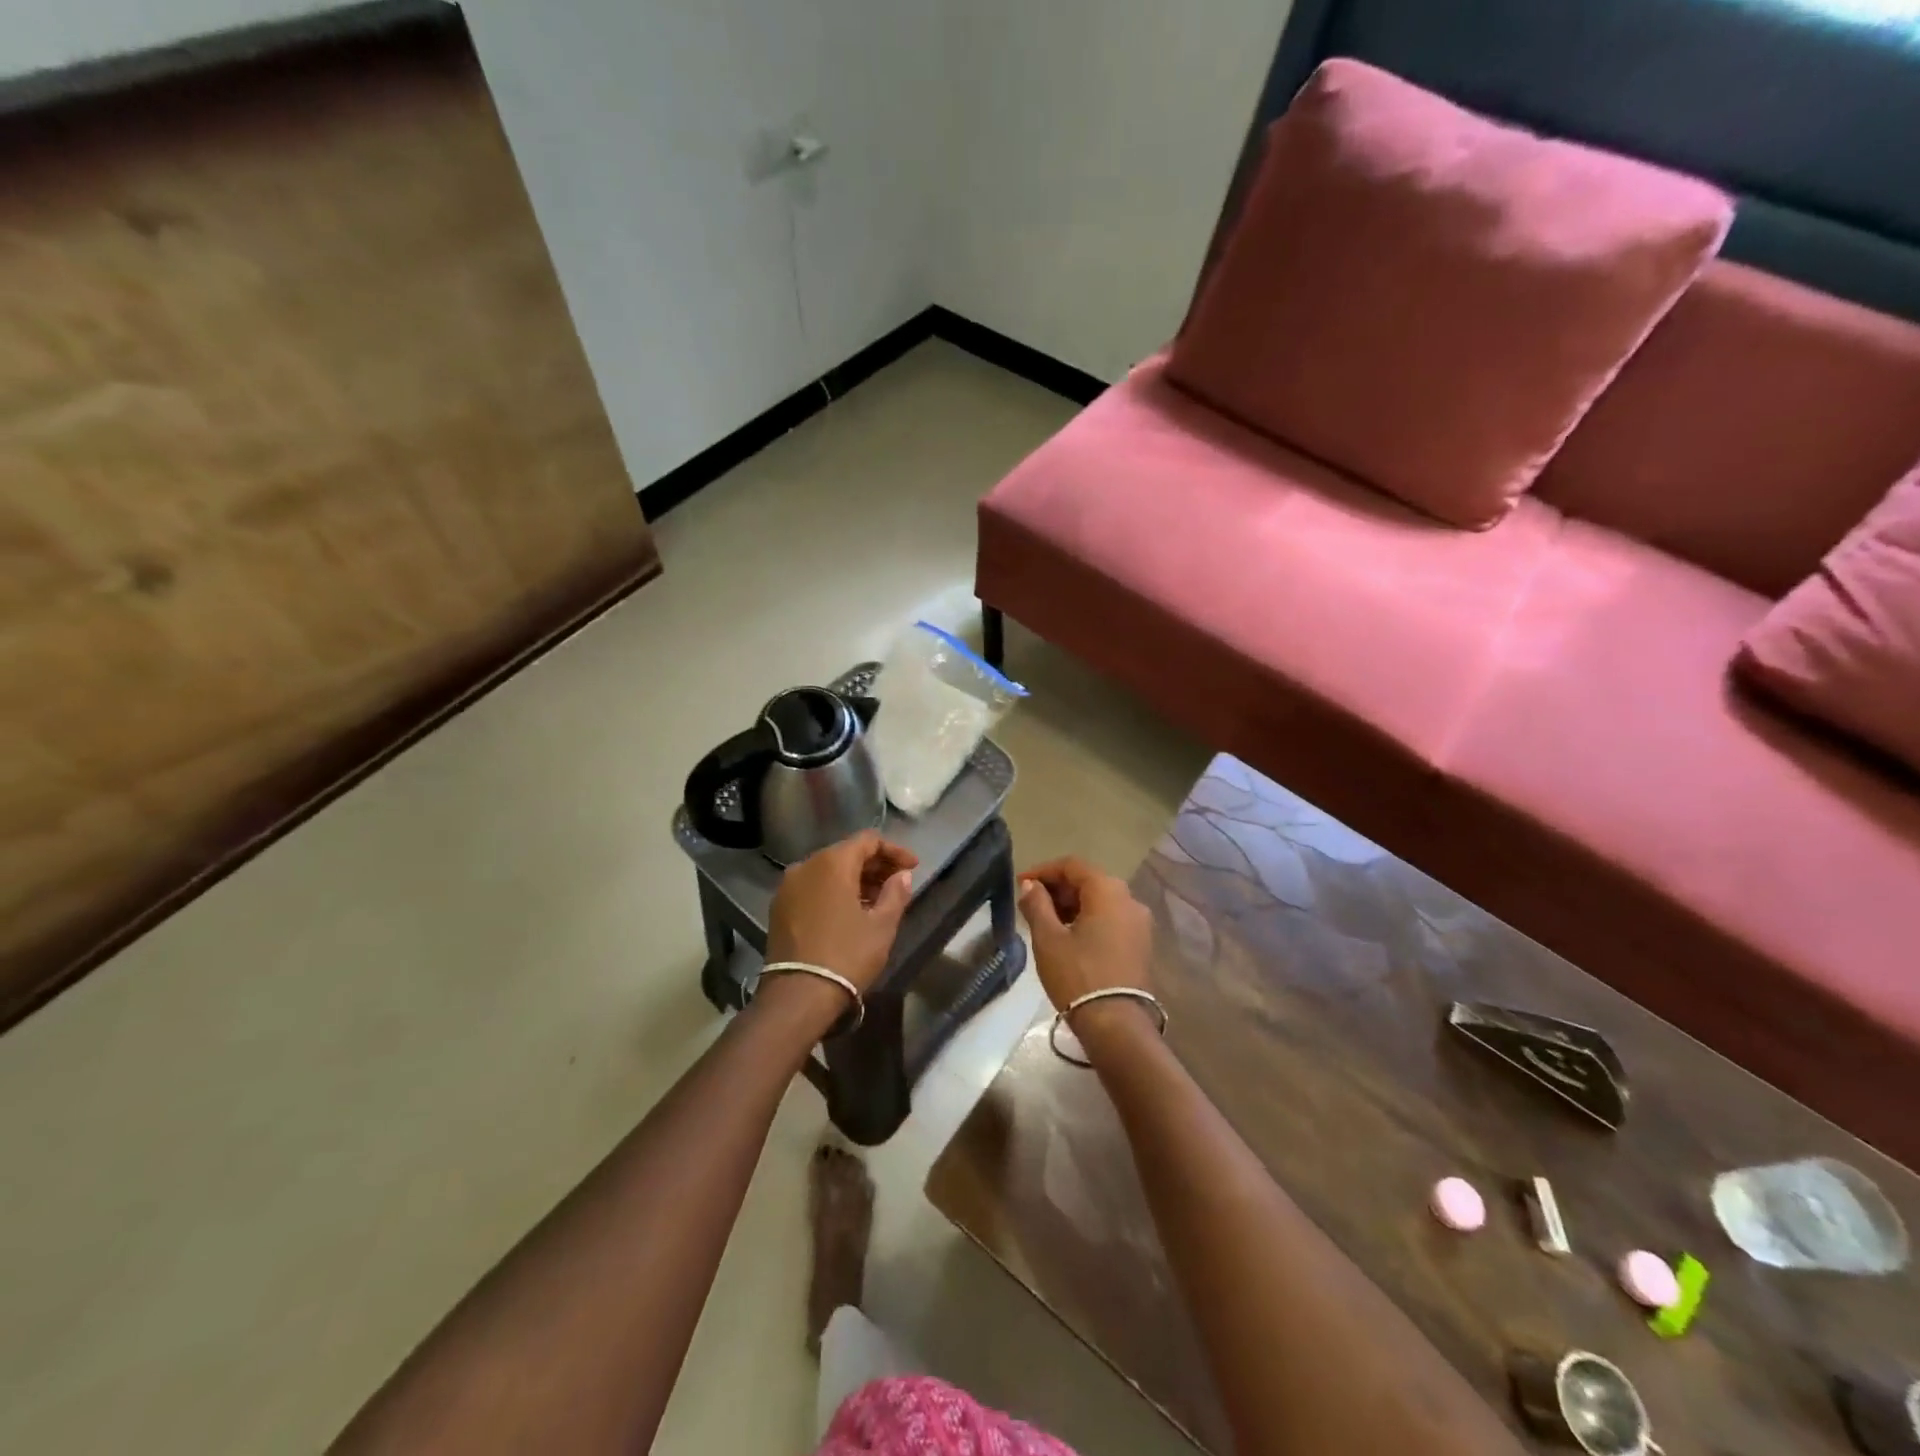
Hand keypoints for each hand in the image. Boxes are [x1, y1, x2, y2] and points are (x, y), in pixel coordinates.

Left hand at [764, 832, 918, 994]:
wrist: (798, 995)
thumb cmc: (847, 955)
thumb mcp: (882, 925)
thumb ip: (896, 893)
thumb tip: (902, 875)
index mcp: (832, 863)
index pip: (868, 840)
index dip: (894, 850)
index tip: (913, 867)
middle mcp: (806, 866)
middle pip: (846, 853)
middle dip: (875, 865)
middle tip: (898, 883)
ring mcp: (788, 887)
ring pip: (828, 871)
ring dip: (855, 879)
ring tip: (878, 900)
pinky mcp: (779, 908)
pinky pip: (813, 887)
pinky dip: (835, 891)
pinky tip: (851, 911)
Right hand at [1016, 857, 1153, 1018]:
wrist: (1117, 1025)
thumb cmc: (1078, 976)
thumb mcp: (1048, 939)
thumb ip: (1037, 905)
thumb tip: (1030, 886)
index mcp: (1108, 890)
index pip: (1072, 865)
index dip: (1043, 871)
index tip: (1021, 884)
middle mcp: (1129, 899)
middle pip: (1089, 881)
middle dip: (1058, 888)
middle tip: (1030, 904)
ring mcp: (1140, 923)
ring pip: (1101, 901)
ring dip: (1072, 905)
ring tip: (1045, 922)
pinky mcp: (1141, 944)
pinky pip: (1111, 919)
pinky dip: (1088, 919)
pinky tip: (1068, 937)